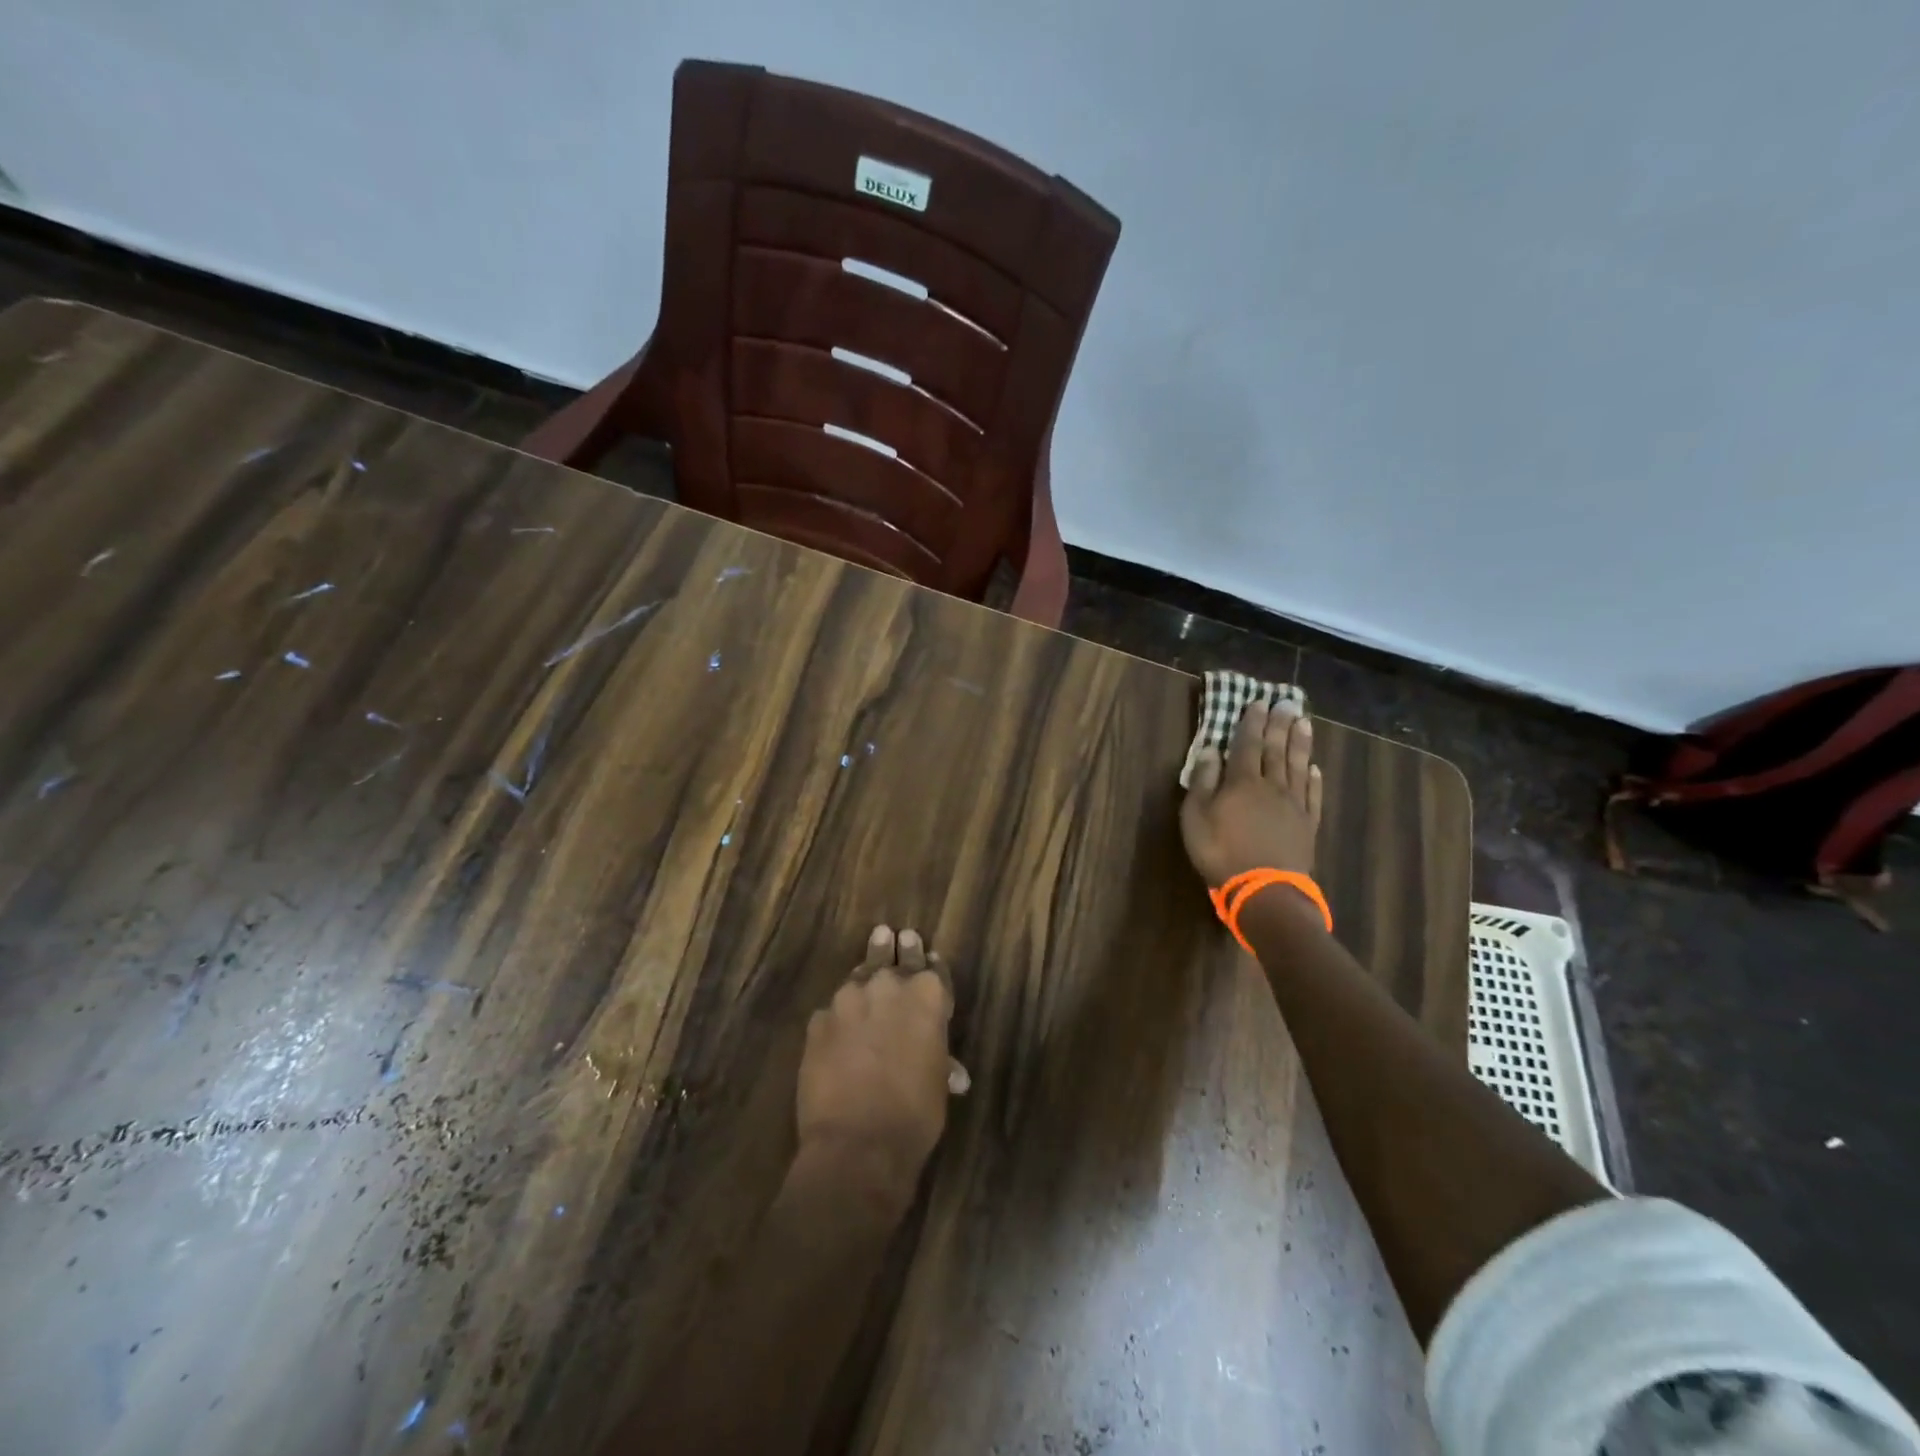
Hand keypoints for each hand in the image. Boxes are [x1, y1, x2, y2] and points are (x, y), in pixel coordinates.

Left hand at [795, 926, 964, 1219]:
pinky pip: (832, 1011)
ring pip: (859, 976)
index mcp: (927, 995)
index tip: (927, 955)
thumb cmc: (914, 1115)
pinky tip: (838, 1027)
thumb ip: (939, 1060)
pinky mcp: (818, 1020)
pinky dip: (838, 1017)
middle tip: (896, 935)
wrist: (857, 1144)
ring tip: (868, 964)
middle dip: (897, 949)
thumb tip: (953, 1072)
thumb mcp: (938, 1084)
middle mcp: (888, 986)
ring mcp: (848, 1000)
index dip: (931, 965)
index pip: (933, 968)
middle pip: (893, 957)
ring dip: (866, 976)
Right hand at [1180, 699, 1322, 886]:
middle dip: (1279, 725)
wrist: (1264, 889)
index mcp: (1242, 782)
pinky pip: (1312, 794)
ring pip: (1298, 766)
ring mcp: (1294, 805)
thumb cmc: (1221, 852)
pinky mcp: (1308, 825)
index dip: (1251, 723)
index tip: (1257, 703)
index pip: (1247, 745)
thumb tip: (1211, 750)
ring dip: (1300, 743)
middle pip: (1276, 750)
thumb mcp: (1196, 817)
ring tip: (1304, 722)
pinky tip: (1314, 767)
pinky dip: (1314, 778)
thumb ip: (1203, 781)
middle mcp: (1271, 786)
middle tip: (1287, 702)